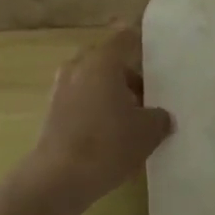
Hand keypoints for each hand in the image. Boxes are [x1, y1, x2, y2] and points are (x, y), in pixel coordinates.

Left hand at [25, 28, 173, 209]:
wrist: (59, 176)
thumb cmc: (108, 144)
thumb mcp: (148, 131)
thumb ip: (159, 117)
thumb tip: (161, 116)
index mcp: (102, 60)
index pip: (124, 37)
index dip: (140, 41)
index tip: (154, 53)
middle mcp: (79, 66)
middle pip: (108, 61)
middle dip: (128, 76)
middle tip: (148, 97)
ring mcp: (62, 87)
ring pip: (93, 81)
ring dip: (111, 94)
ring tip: (132, 120)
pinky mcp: (53, 110)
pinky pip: (81, 99)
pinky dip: (95, 109)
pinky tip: (110, 134)